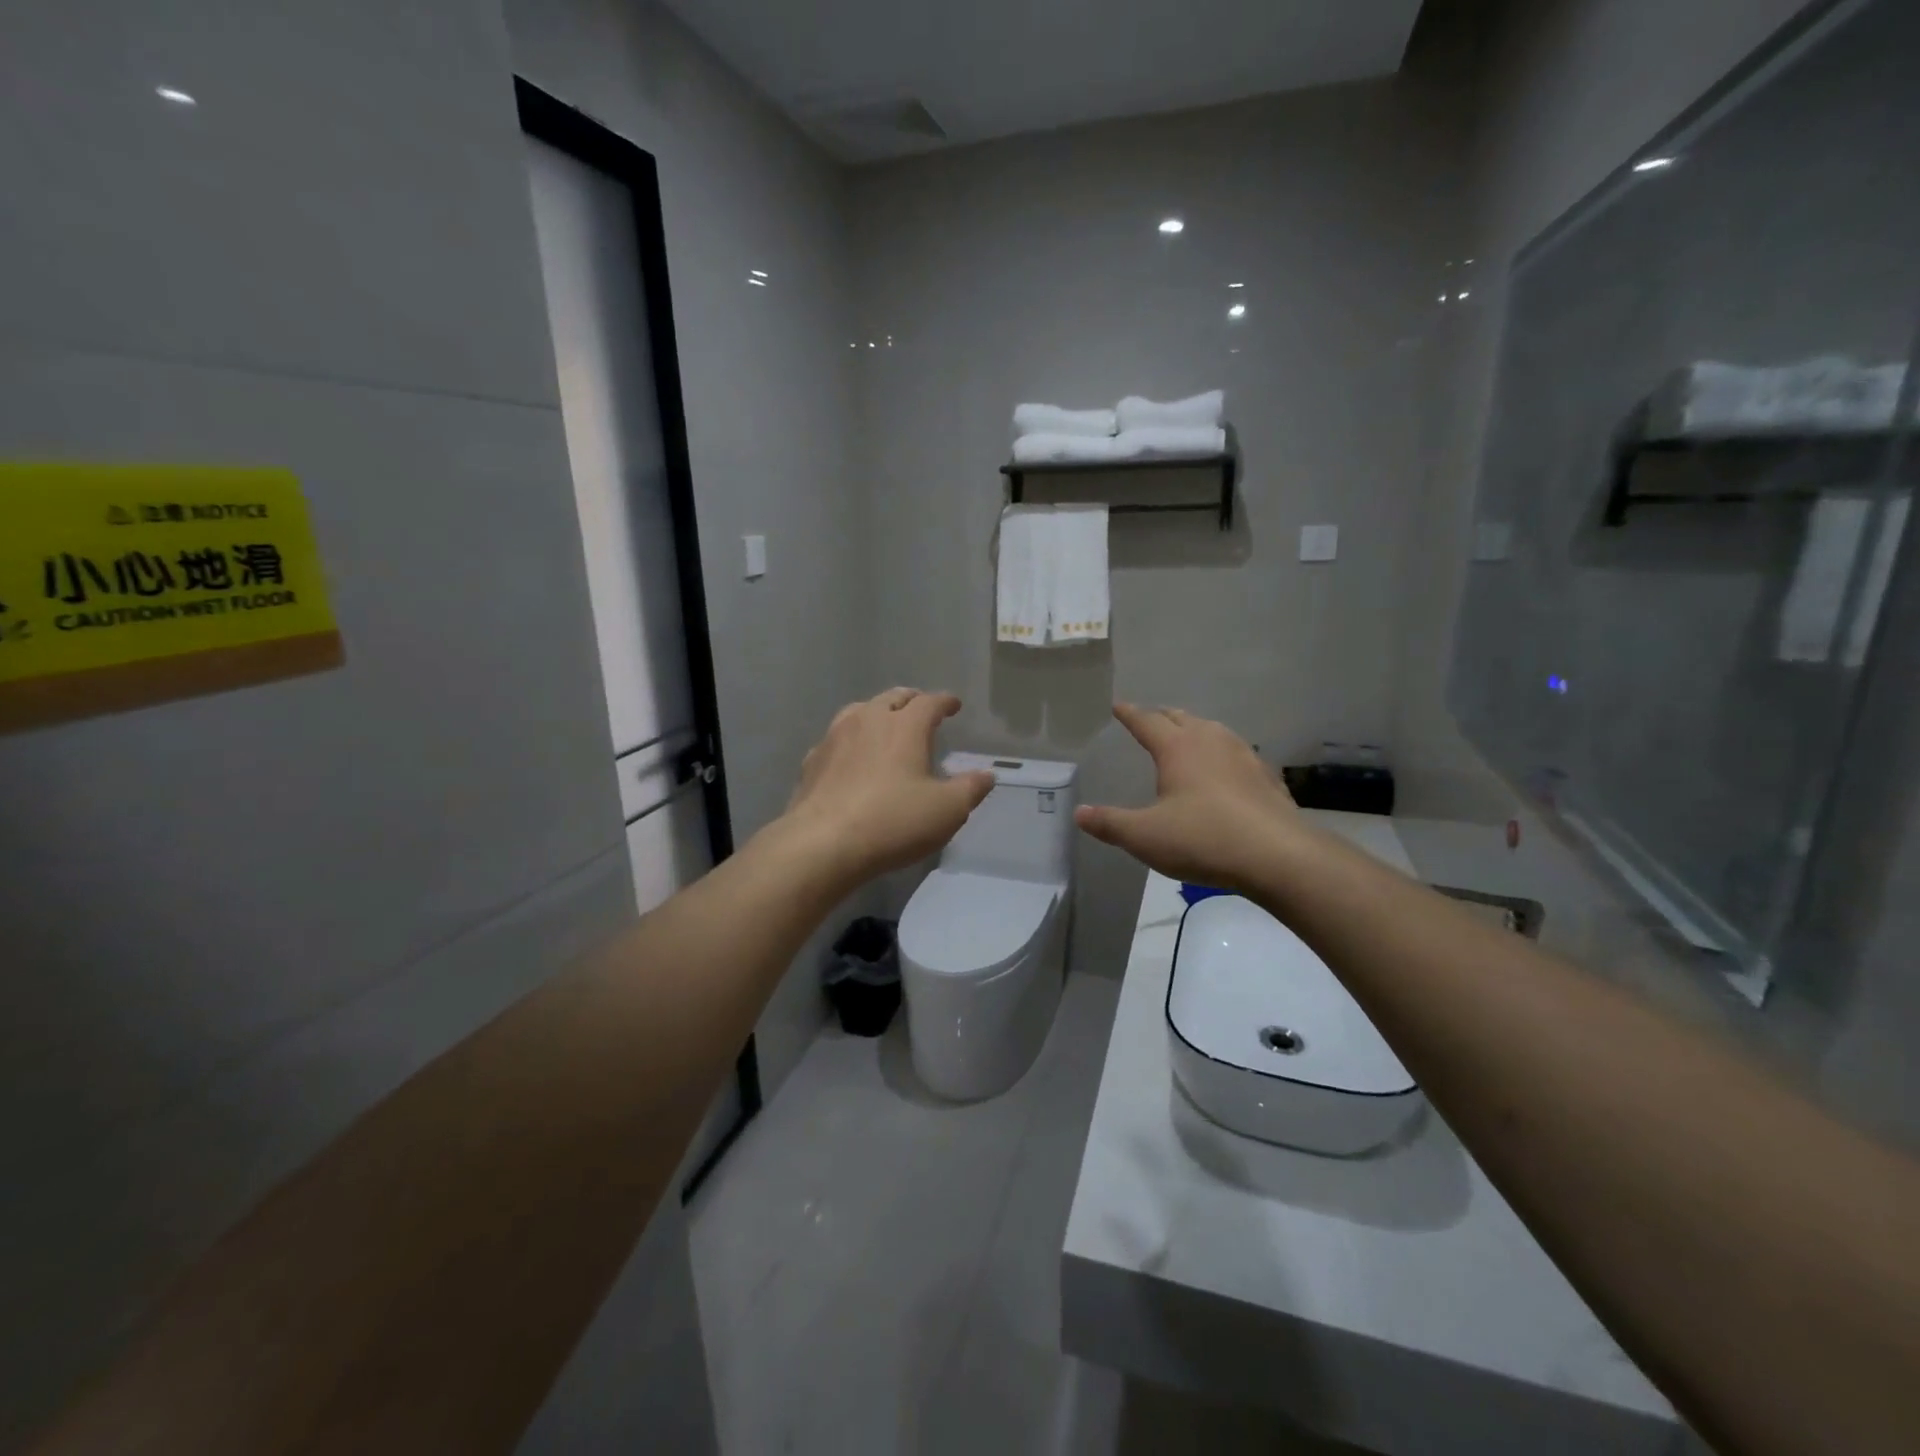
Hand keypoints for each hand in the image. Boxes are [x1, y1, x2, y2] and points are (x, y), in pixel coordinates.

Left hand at [779, 688, 995, 882]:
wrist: (822, 843)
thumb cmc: (893, 822)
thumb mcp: (947, 810)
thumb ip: (970, 789)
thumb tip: (987, 775)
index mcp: (904, 726)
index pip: (929, 702)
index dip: (944, 701)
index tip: (953, 705)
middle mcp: (868, 720)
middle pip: (892, 697)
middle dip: (910, 700)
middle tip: (920, 708)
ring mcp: (834, 738)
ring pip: (859, 711)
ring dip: (877, 713)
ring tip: (885, 724)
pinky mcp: (812, 761)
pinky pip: (835, 739)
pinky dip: (849, 740)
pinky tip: (850, 757)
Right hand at [1075, 703, 1308, 891]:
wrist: (1278, 856)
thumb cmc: (1203, 839)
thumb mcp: (1145, 837)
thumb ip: (1110, 823)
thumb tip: (1079, 812)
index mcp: (1178, 748)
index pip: (1147, 722)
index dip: (1129, 714)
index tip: (1117, 706)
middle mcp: (1211, 741)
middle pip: (1182, 718)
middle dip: (1162, 716)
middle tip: (1149, 719)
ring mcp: (1244, 756)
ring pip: (1213, 731)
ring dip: (1195, 730)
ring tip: (1186, 740)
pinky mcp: (1266, 777)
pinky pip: (1237, 754)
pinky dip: (1222, 755)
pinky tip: (1225, 773)